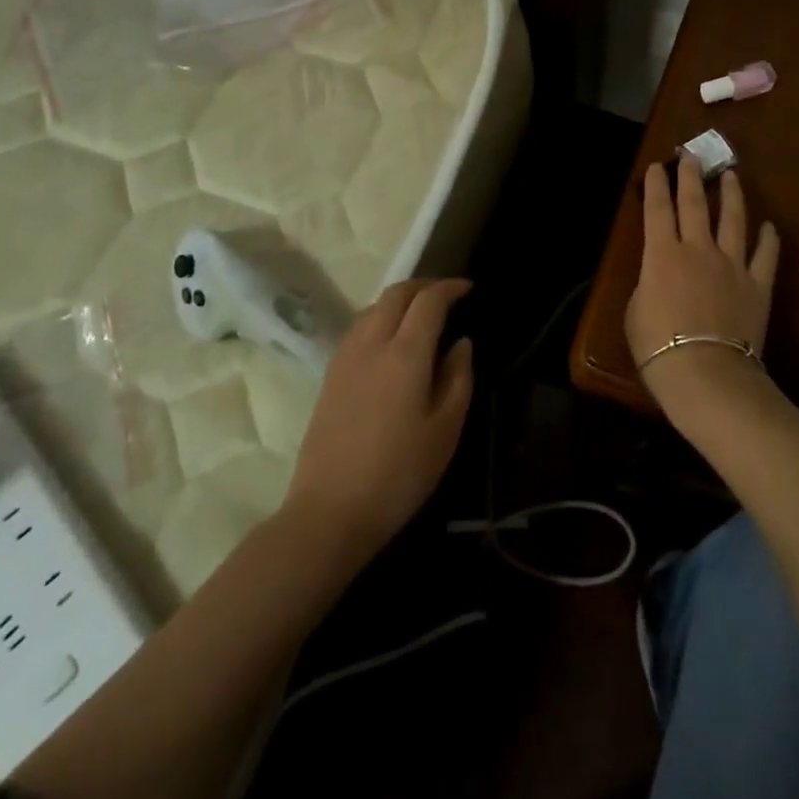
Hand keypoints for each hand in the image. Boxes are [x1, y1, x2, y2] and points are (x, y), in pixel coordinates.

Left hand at [283, 278, 473, 561]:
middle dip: (423, 286)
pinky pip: (359, 328)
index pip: (428, 301)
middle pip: (395, 294)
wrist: (329, 512)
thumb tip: (461, 344)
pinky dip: (380, 318)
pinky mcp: (330, 376)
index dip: (450, 288)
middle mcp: (371, 344)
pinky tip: (391, 341)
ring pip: (373, 308)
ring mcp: (345, 358)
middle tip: (447, 295)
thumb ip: (458, 378)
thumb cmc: (399, 473)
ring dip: (399, 300)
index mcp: (405, 353)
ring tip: (421, 315)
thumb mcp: (446, 429)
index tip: (469, 289)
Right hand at [626, 158, 779, 399]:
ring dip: (732, 195)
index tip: (658, 166)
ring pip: (734, 220)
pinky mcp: (757, 285)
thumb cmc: (658, 347)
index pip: (657, 209)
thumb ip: (648, 284)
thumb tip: (659, 275)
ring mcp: (732, 265)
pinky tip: (770, 226)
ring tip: (731, 175)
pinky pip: (765, 256)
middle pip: (696, 204)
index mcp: (661, 254)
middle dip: (691, 176)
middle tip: (691, 156)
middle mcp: (698, 249)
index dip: (656, 185)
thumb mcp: (635, 312)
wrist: (706, 373)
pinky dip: (768, 239)